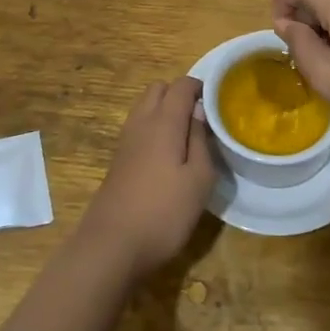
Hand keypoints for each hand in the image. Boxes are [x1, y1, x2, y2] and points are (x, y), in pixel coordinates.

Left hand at [80, 77, 217, 279]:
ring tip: (186, 136)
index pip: (181, 85)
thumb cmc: (164, 212)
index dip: (200, 87)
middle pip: (158, 89)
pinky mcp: (118, 159)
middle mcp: (141, 122)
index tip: (218, 102)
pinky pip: (138, 127)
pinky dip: (153, 127)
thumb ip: (200, 140)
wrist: (111, 245)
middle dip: (179, 94)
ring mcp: (125, 140)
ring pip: (145, 107)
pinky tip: (167, 155)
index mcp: (164, 121)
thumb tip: (200, 111)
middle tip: (201, 118)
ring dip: (164, 110)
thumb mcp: (198, 179)